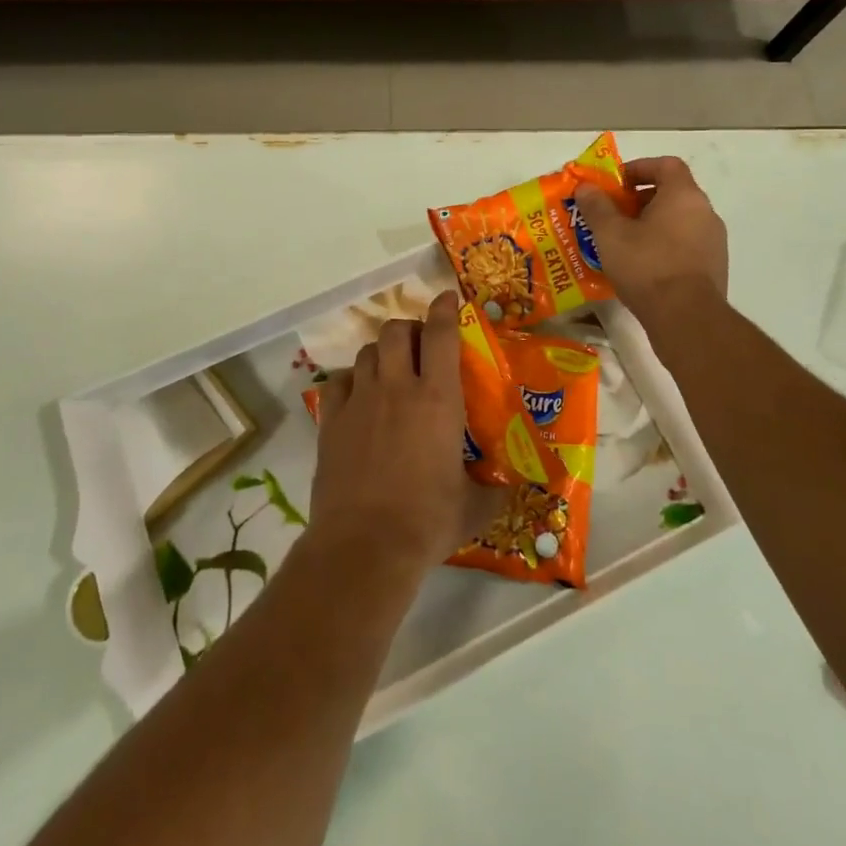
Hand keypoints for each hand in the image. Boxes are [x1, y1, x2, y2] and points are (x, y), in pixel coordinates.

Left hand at [309, 292, 487, 578]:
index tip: (448, 299)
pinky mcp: (331, 421)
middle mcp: (396, 387)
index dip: (445, 309)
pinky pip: (338, 382)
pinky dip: (350, 381)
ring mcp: (359, 401)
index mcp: (437, 398)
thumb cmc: (427, 522)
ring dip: (381, 353)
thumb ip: (495, 491)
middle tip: (419, 346)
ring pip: (366, 351)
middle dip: (409, 329)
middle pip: (396, 330)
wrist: (364, 546)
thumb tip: (514, 489)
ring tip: (389, 370)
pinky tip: (357, 398)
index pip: (440, 334)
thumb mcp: (473, 508)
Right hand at [574, 156, 728, 317]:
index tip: (616, 184)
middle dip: (640, 200)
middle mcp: (705, 212)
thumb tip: (585, 187)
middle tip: (613, 215)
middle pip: (672, 193)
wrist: (686, 318)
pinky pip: (686, 245)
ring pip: (679, 221)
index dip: (639, 168)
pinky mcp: (714, 268)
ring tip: (623, 243)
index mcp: (684, 196)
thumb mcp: (610, 234)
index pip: (666, 165)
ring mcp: (714, 242)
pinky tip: (642, 267)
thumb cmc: (647, 266)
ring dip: (652, 225)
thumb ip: (596, 206)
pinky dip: (664, 246)